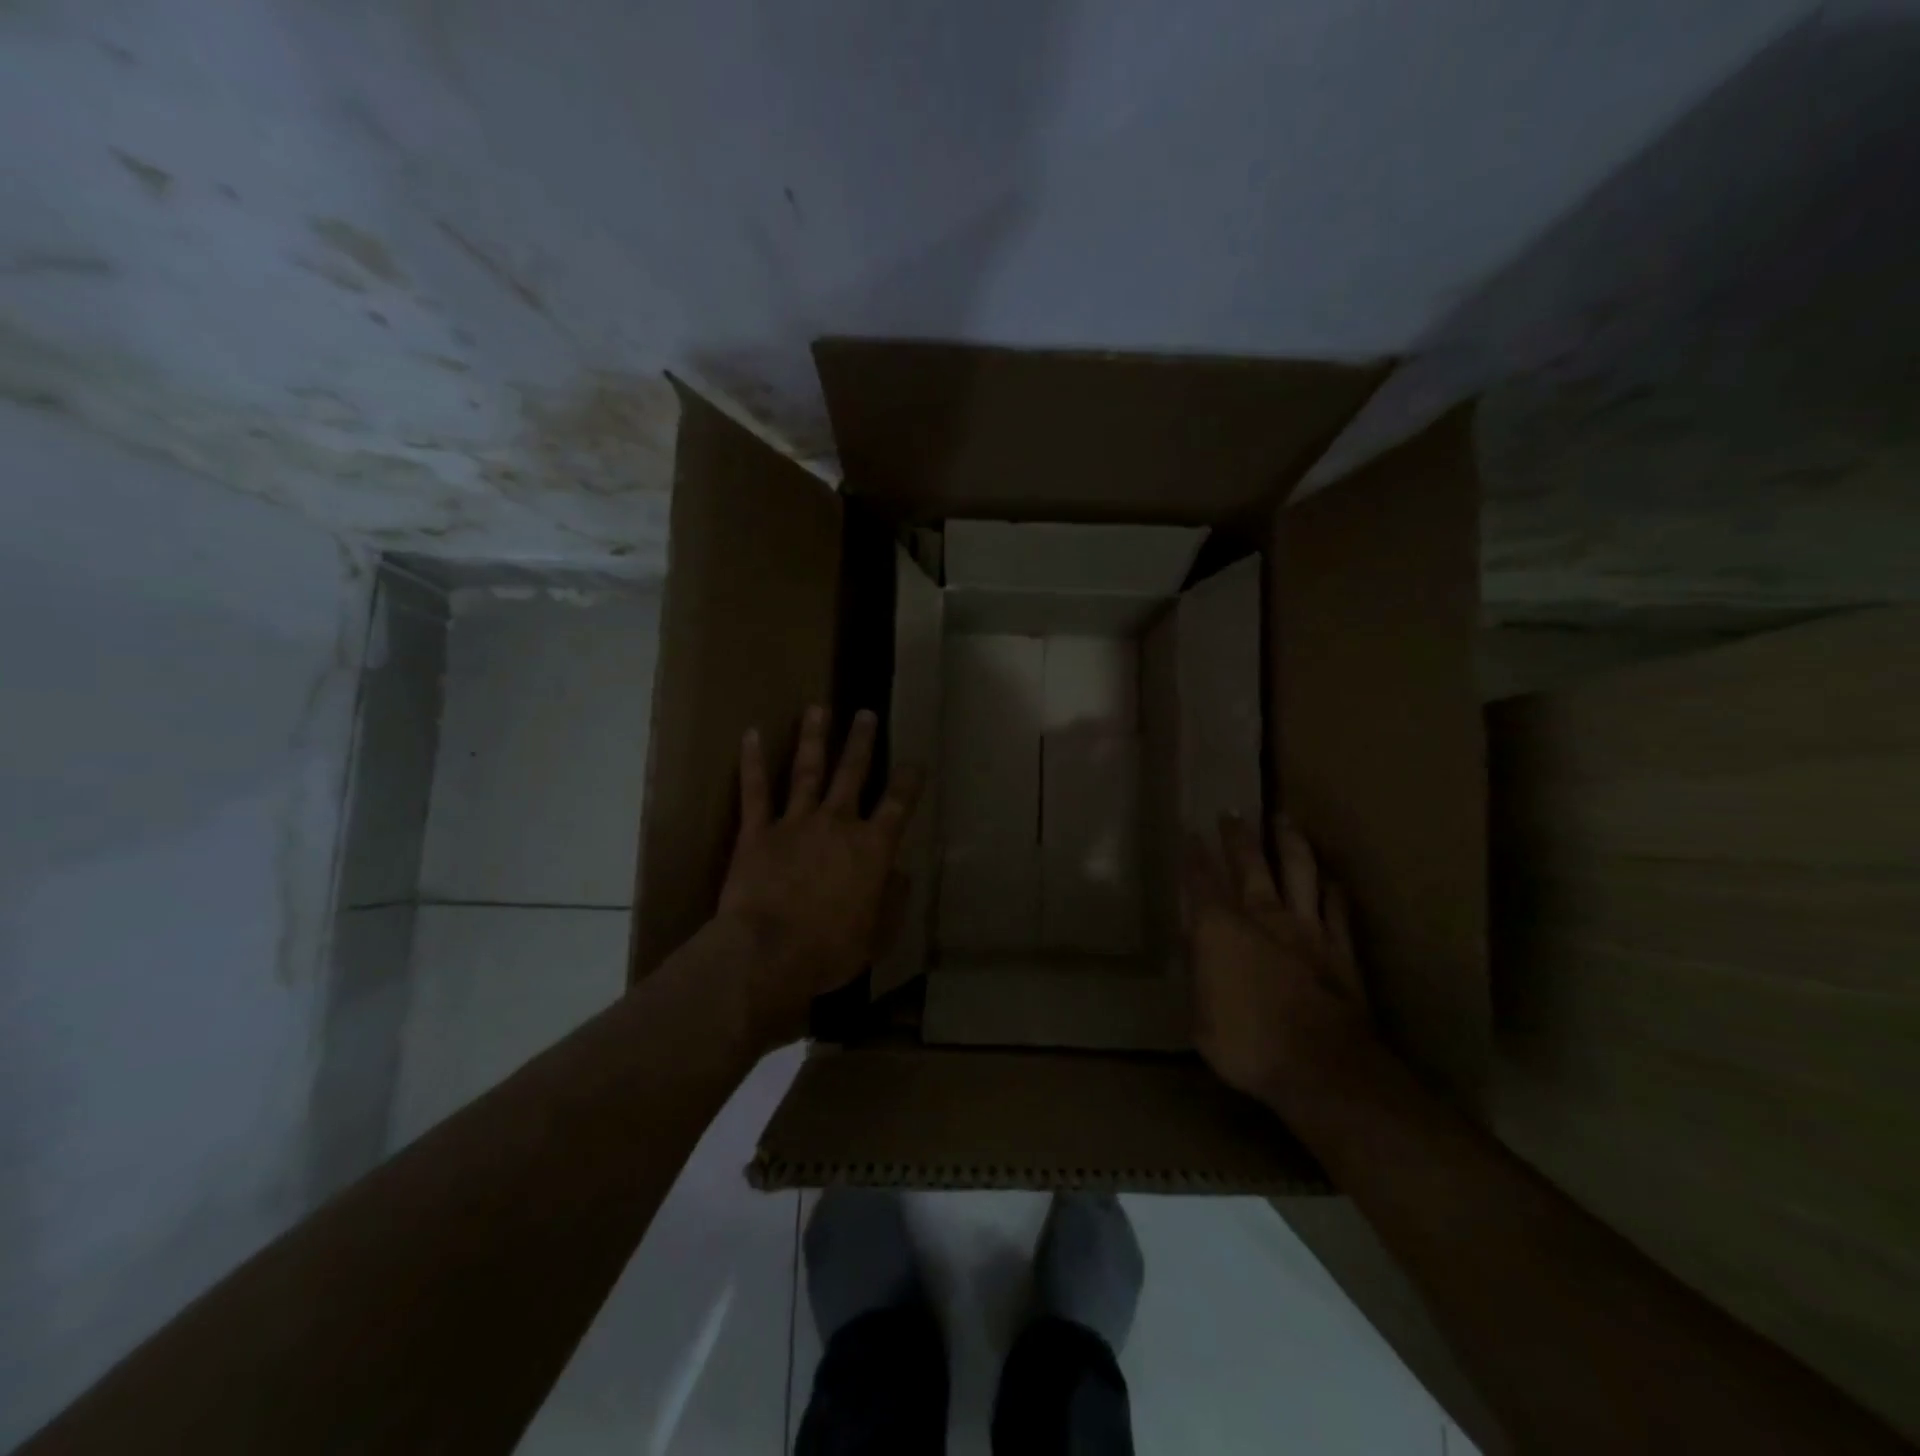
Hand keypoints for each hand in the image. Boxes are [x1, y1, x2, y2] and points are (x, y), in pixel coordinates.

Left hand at [718, 704, 922, 1048]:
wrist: (769, 953)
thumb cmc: (830, 950)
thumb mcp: (877, 935)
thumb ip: (892, 900)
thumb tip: (901, 874)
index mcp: (872, 848)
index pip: (898, 804)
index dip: (909, 781)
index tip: (916, 762)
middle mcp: (838, 824)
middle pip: (853, 774)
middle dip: (861, 743)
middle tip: (865, 713)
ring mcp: (795, 823)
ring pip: (808, 771)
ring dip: (814, 738)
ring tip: (817, 708)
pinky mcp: (757, 831)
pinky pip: (755, 791)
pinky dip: (752, 762)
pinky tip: (750, 734)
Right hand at [1185, 816, 1376, 1110]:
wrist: (1321, 1068)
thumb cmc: (1246, 1045)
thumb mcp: (1199, 1016)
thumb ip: (1197, 971)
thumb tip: (1192, 940)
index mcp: (1219, 930)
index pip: (1201, 882)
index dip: (1193, 856)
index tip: (1190, 833)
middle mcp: (1262, 916)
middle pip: (1250, 864)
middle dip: (1237, 836)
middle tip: (1232, 812)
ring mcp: (1306, 928)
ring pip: (1298, 871)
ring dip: (1289, 842)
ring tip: (1283, 819)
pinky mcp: (1340, 948)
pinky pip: (1337, 907)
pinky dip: (1331, 889)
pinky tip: (1330, 879)